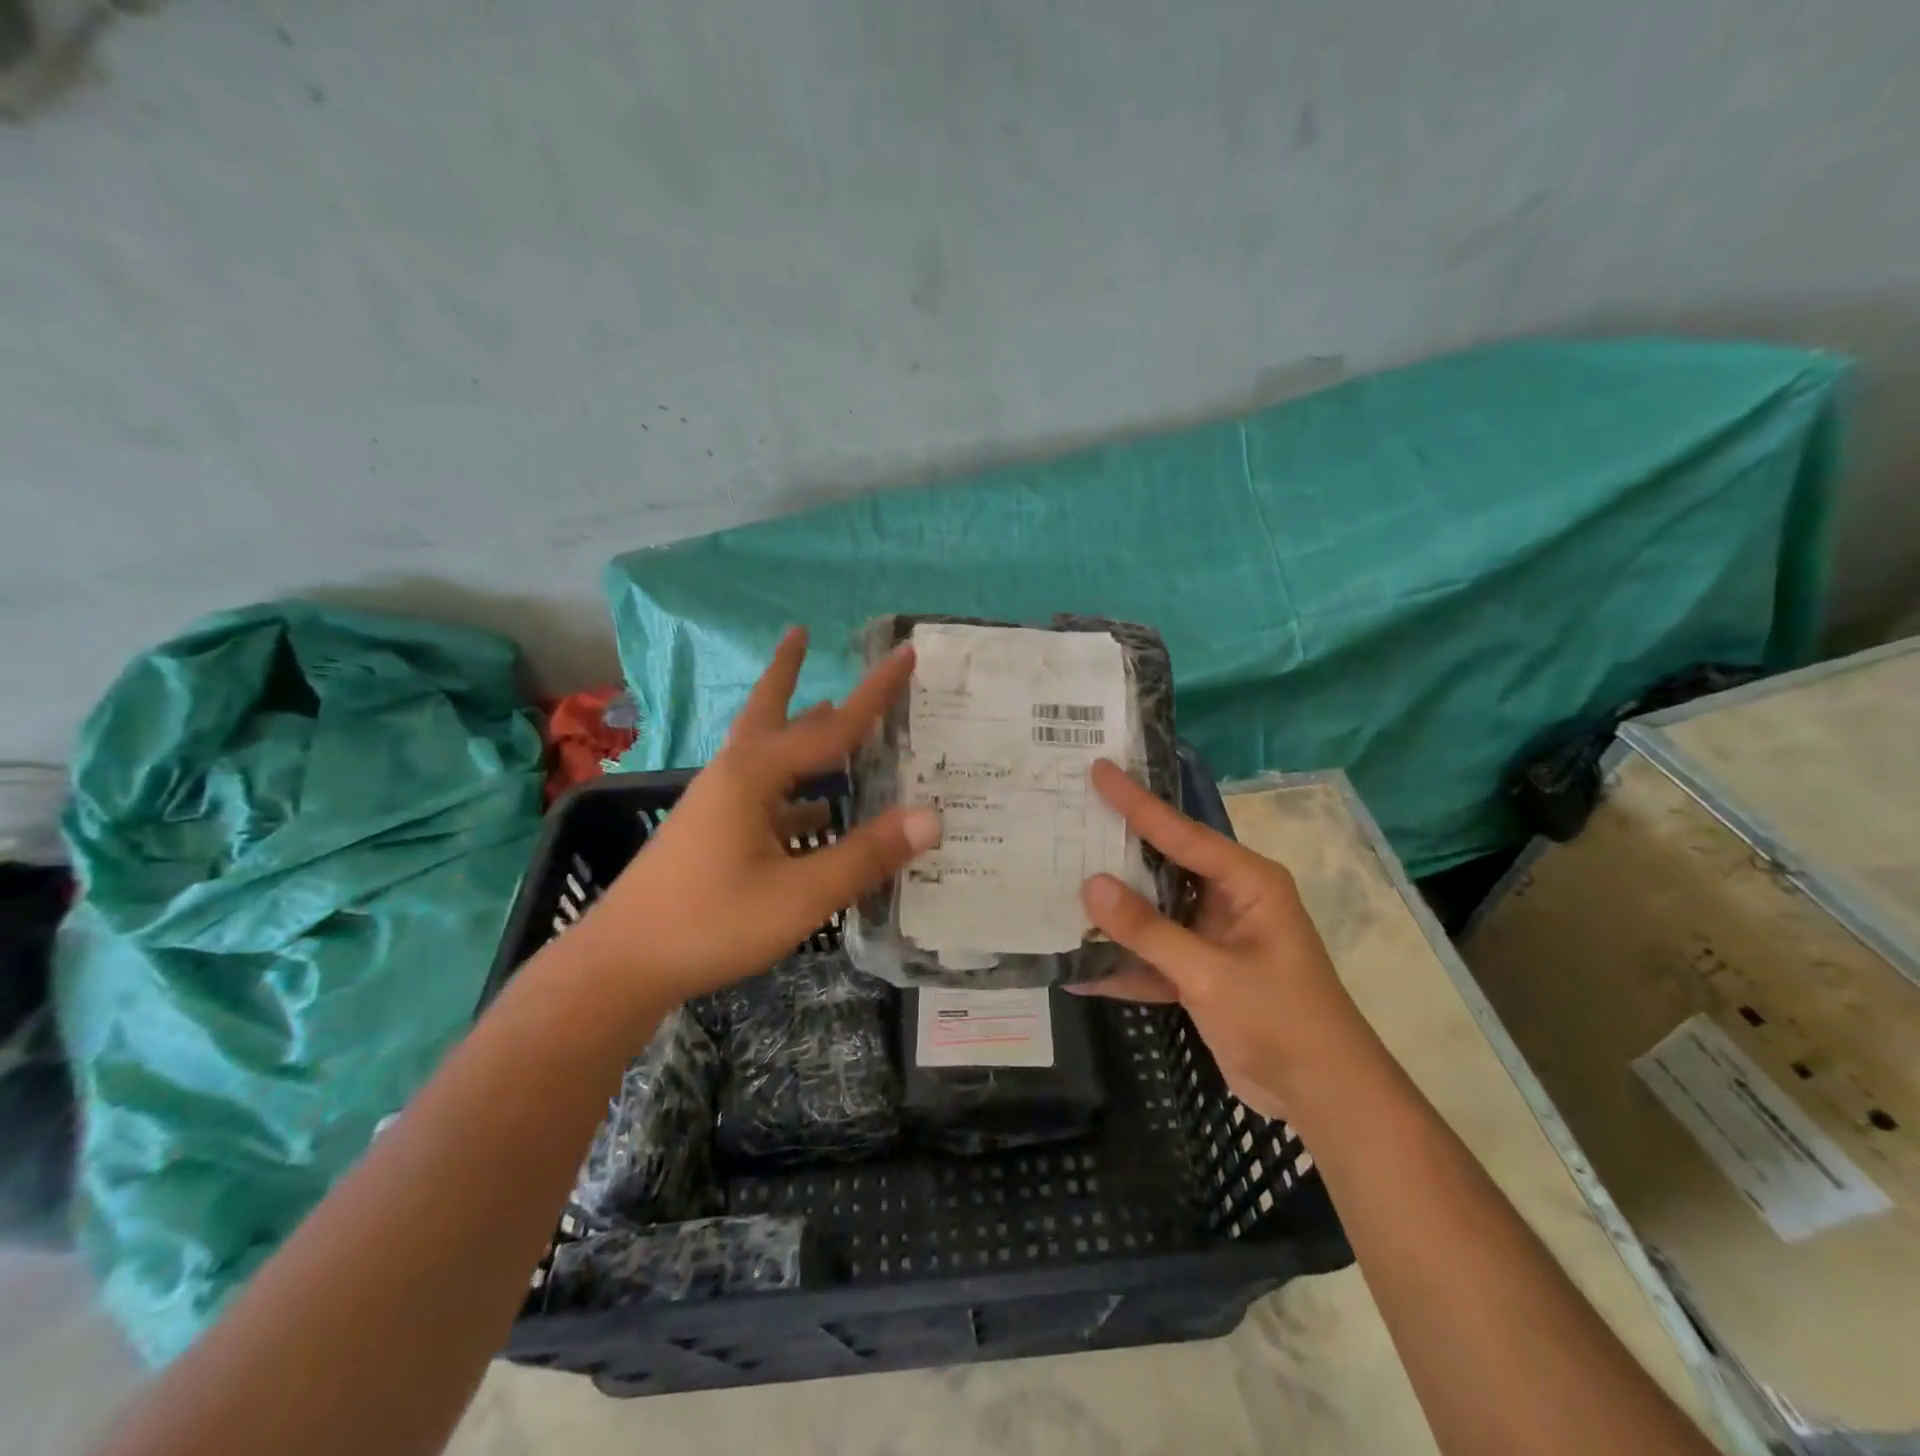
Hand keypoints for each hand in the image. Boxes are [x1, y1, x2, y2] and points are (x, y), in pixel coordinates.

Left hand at [581, 626, 940, 1010]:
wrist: (620, 965)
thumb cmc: (711, 923)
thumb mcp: (800, 894)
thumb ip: (865, 855)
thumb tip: (931, 817)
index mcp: (755, 775)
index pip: (832, 727)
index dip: (875, 692)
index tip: (905, 653)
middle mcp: (734, 776)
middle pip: (769, 712)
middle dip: (788, 673)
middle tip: (801, 634)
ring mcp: (718, 804)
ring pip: (765, 752)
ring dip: (795, 729)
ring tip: (827, 711)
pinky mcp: (711, 832)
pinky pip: (763, 793)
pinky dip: (794, 787)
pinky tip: (816, 809)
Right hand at [1074, 759, 1375, 1120]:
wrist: (1325, 1099)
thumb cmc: (1283, 1021)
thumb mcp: (1212, 974)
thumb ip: (1149, 930)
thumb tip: (1090, 885)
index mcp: (1246, 882)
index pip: (1181, 833)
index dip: (1136, 802)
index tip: (1098, 769)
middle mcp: (1228, 898)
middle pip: (1161, 865)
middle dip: (1116, 849)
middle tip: (1067, 817)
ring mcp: (1212, 936)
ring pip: (1152, 911)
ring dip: (1113, 911)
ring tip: (1057, 884)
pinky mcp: (1201, 972)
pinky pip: (1153, 956)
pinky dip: (1123, 964)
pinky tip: (1077, 970)